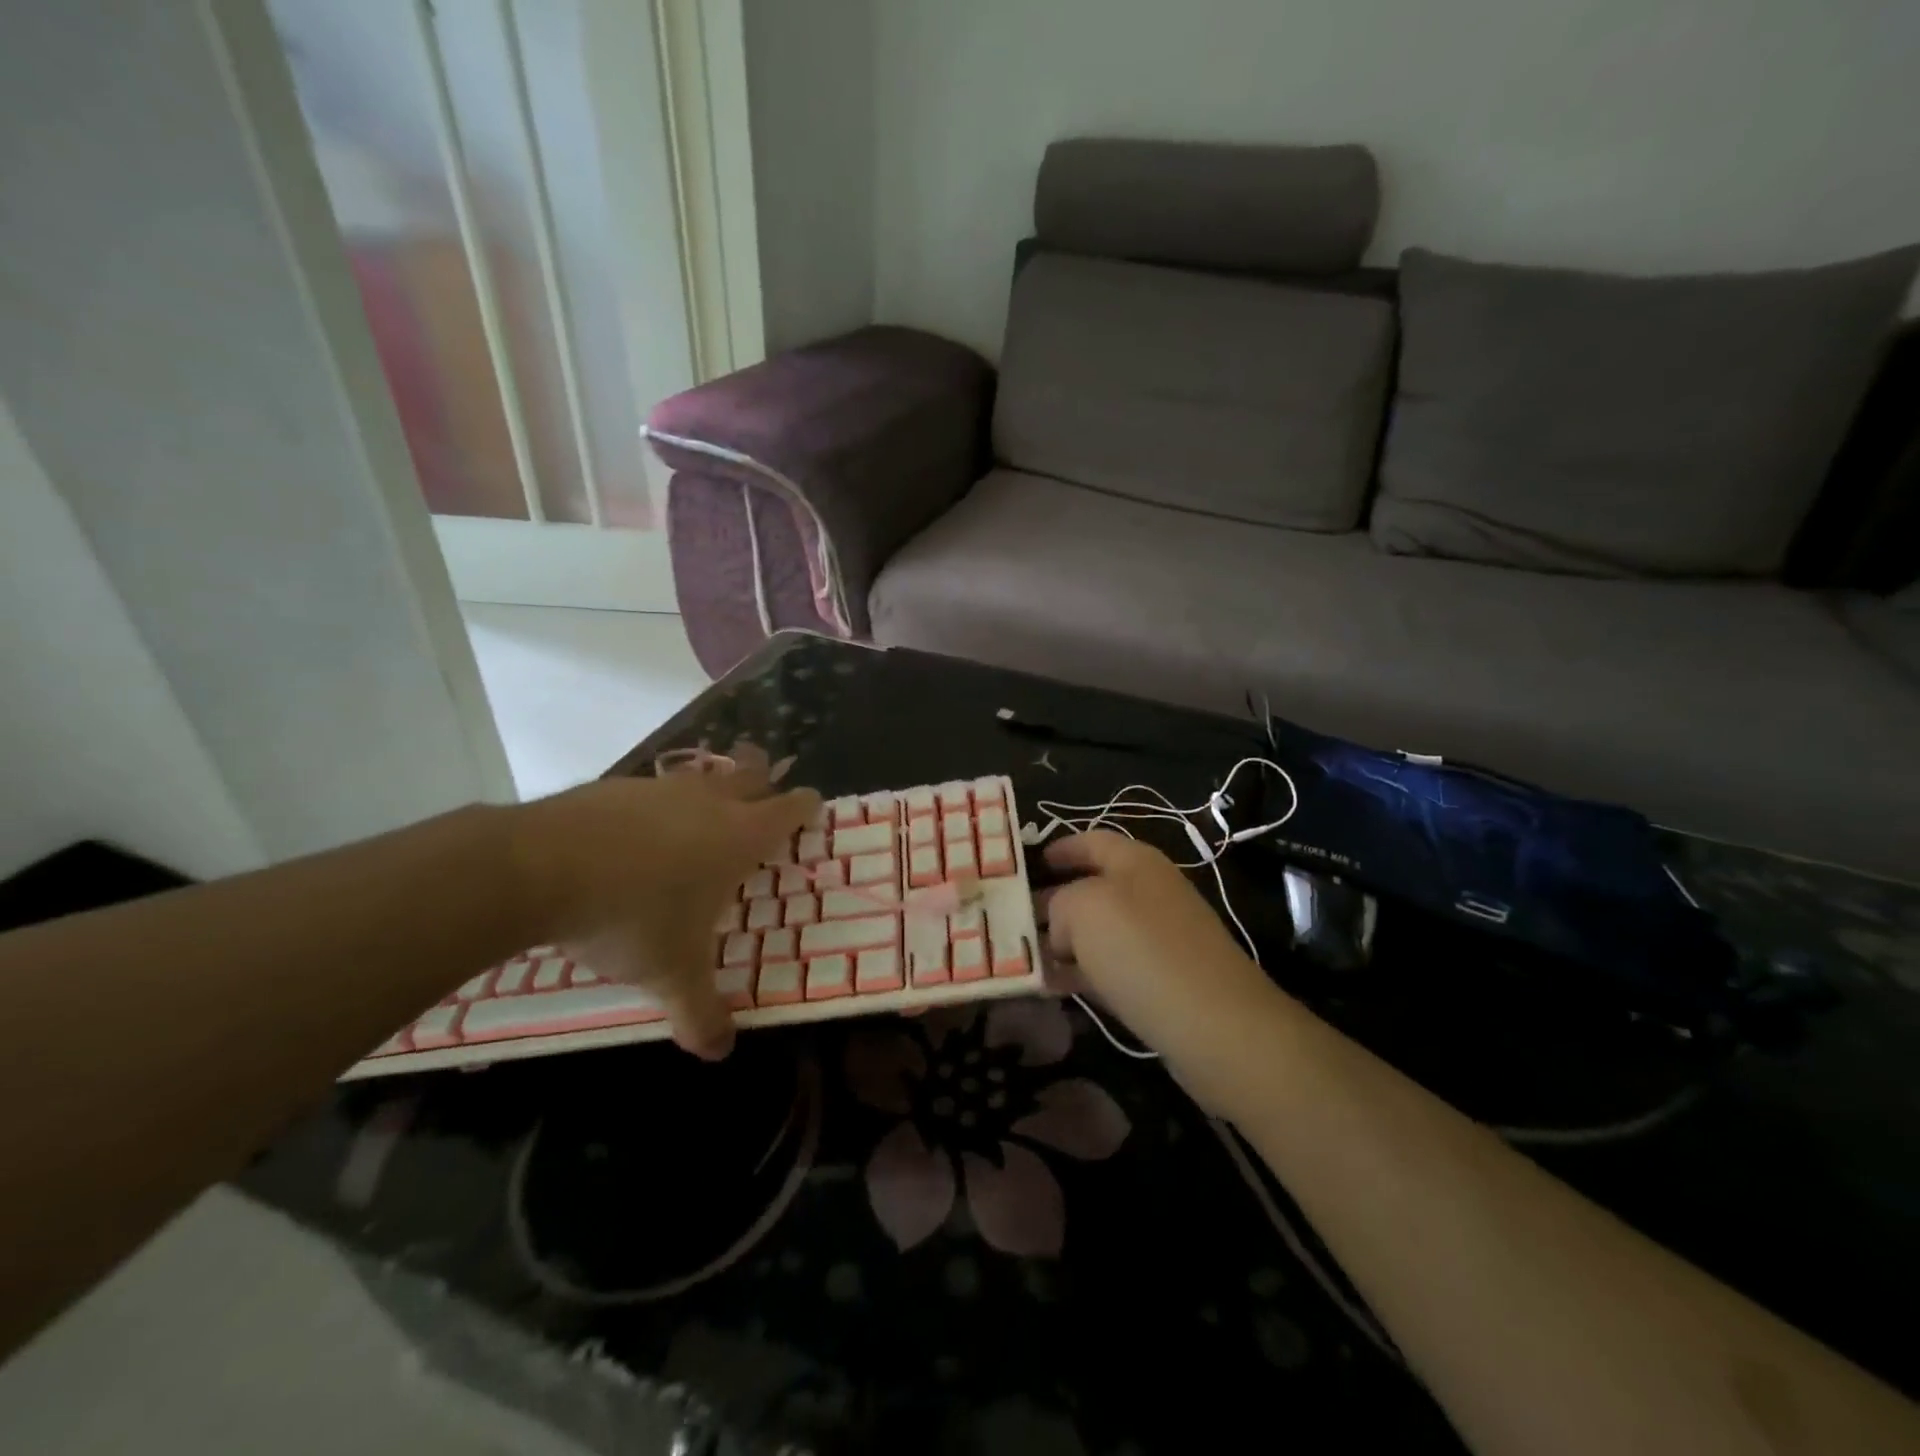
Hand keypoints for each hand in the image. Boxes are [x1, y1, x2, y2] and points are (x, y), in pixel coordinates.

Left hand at [512, 750, 817, 1059]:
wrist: (538, 868)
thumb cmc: (630, 917)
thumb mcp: (670, 975)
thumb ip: (700, 1014)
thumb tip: (720, 1053)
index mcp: (739, 837)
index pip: (789, 808)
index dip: (804, 806)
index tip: (810, 806)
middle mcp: (708, 802)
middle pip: (750, 775)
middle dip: (762, 783)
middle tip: (761, 802)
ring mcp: (660, 788)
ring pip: (700, 779)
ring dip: (708, 794)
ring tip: (697, 822)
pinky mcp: (614, 787)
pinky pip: (651, 791)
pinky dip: (655, 808)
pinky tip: (632, 839)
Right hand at [1040, 832, 1279, 1091]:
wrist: (1216, 1027)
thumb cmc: (1144, 951)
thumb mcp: (1084, 909)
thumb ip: (1060, 903)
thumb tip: (1062, 927)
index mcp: (1136, 863)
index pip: (1091, 841)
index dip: (1059, 848)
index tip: (1024, 863)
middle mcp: (1150, 894)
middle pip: (1092, 888)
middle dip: (1052, 900)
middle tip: (1010, 916)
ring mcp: (1159, 940)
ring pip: (1098, 933)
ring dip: (1061, 943)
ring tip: (1019, 956)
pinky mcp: (1161, 982)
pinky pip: (1110, 969)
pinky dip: (1079, 974)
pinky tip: (1048, 988)